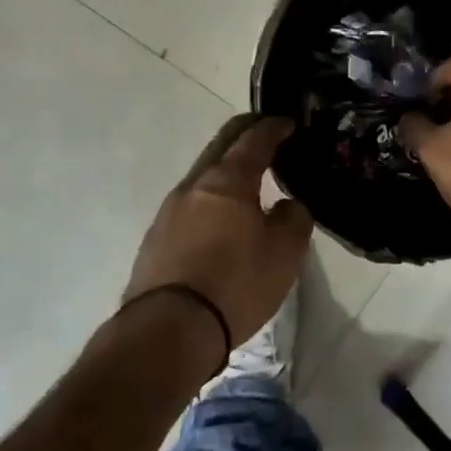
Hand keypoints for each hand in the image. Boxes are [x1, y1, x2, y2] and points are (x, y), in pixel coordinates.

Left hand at [125, 115, 313, 347]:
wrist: (169, 329)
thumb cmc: (236, 284)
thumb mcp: (285, 253)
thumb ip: (294, 218)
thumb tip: (287, 205)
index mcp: (228, 181)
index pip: (254, 139)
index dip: (273, 127)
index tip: (288, 121)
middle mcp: (194, 185)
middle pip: (220, 145)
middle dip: (245, 133)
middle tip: (267, 132)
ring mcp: (169, 210)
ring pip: (203, 173)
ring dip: (226, 165)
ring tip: (249, 176)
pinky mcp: (156, 237)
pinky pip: (190, 201)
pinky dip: (212, 194)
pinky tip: (222, 213)